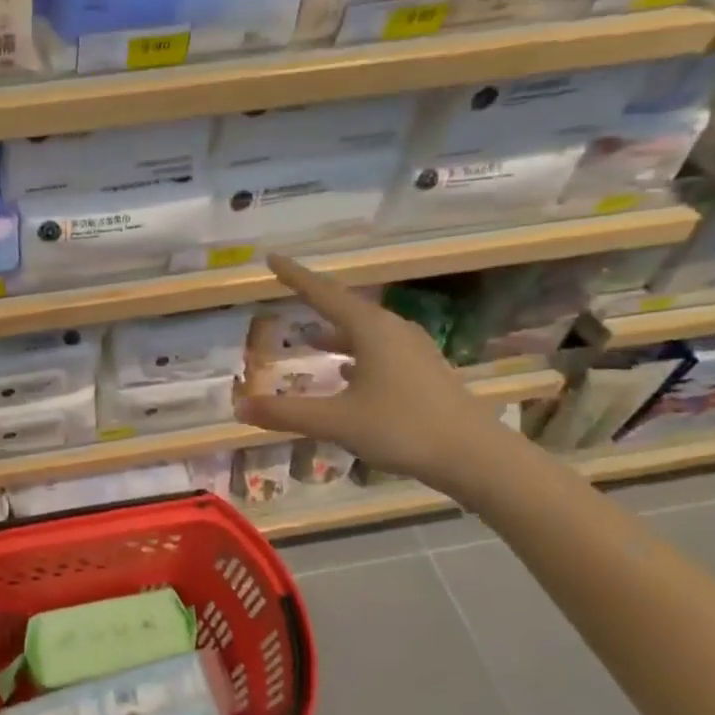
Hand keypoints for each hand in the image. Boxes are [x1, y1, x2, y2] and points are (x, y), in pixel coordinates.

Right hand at [234, 254, 509, 490]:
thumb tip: (240, 405)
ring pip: (364, 333)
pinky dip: (354, 355)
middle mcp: (394, 331)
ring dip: (335, 334)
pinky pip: (379, 352)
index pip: (324, 293)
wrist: (474, 456)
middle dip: (315, 304)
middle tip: (288, 296)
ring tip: (310, 338)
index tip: (272, 258)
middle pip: (347, 309)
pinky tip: (346, 373)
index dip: (295, 276)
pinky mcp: (423, 373)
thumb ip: (286, 413)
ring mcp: (413, 352)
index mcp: (372, 330)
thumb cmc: (402, 428)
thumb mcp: (336, 421)